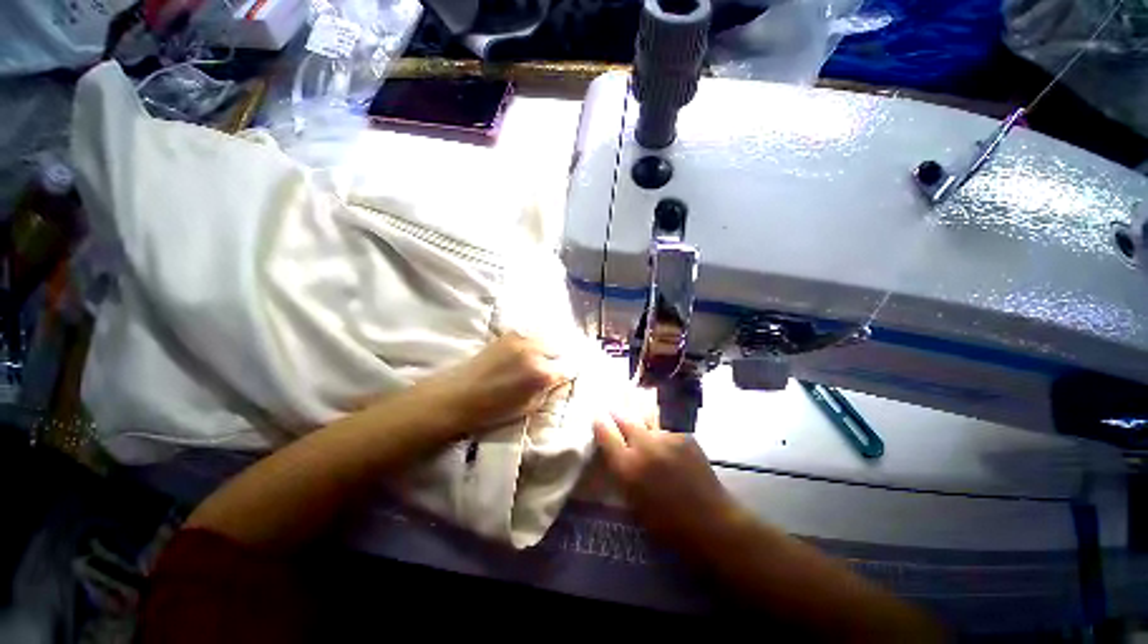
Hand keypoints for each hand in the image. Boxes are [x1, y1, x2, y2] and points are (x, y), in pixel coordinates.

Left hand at [417, 332, 571, 435]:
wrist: (458, 395)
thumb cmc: (494, 409)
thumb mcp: (530, 407)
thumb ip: (550, 390)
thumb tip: (563, 379)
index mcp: (542, 374)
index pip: (570, 366)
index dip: (570, 372)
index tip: (567, 375)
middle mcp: (535, 351)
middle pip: (562, 348)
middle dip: (562, 357)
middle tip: (557, 366)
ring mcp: (522, 339)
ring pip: (548, 338)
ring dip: (550, 347)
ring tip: (545, 357)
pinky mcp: (509, 334)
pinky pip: (532, 334)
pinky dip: (536, 341)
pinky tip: (530, 350)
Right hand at [594, 412, 742, 551]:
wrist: (711, 522)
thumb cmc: (668, 524)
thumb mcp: (634, 503)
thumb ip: (622, 473)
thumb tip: (615, 453)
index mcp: (628, 467)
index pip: (606, 434)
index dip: (599, 423)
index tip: (597, 417)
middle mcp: (644, 445)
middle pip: (624, 418)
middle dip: (616, 413)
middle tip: (612, 409)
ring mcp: (666, 437)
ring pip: (645, 418)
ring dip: (638, 417)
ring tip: (635, 413)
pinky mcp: (684, 435)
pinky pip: (664, 428)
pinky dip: (659, 430)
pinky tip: (662, 437)